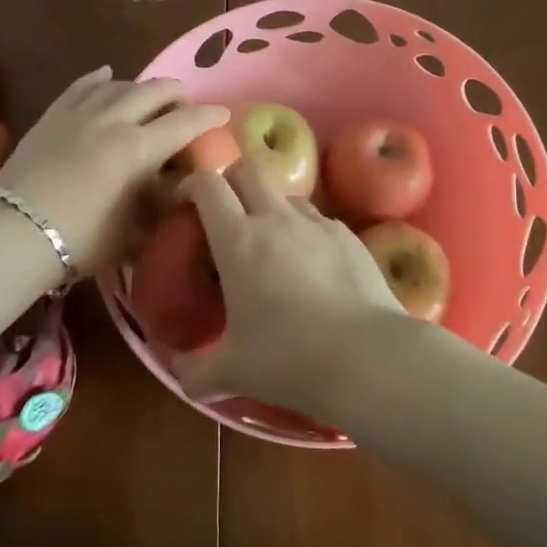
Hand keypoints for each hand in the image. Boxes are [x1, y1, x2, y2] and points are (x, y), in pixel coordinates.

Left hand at [0, 67, 228, 275]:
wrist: (14, 234)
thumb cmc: (81, 240)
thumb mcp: (134, 230)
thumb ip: (161, 204)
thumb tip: (179, 189)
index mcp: (139, 148)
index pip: (186, 122)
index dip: (209, 116)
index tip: (223, 114)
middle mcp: (114, 120)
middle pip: (156, 90)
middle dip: (178, 94)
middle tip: (185, 107)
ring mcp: (81, 112)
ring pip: (122, 83)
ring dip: (143, 88)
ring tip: (149, 99)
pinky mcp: (54, 114)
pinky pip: (82, 85)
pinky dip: (100, 78)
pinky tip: (108, 74)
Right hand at [169, 162, 405, 414]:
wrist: (368, 357)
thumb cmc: (289, 359)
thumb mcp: (232, 372)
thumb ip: (196, 372)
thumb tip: (179, 376)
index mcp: (238, 240)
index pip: (208, 185)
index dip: (192, 185)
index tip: (185, 203)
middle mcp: (276, 218)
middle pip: (248, 170)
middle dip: (231, 182)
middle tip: (226, 214)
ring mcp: (317, 224)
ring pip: (286, 193)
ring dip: (270, 206)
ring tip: (270, 243)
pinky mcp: (348, 235)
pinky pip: (318, 219)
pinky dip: (304, 230)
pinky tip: (309, 264)